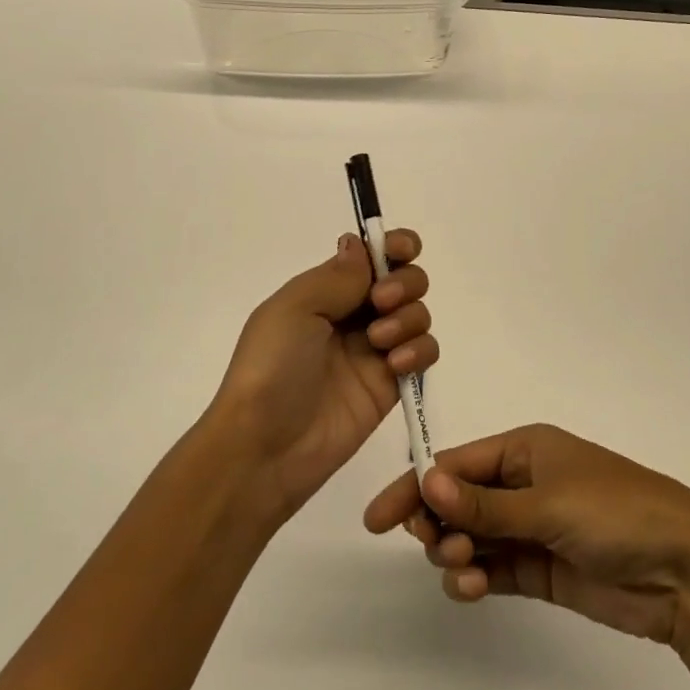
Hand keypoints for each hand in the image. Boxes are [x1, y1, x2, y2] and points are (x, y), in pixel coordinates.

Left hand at [206, 230, 437, 524]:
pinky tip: (395, 365)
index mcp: (324, 291)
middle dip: (404, 282)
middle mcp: (352, 315)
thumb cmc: (271, 367)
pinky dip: (419, 351)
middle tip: (381, 301)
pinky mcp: (390, 385)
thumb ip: (337, 276)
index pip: (370, 256)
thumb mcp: (294, 308)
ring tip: (379, 342)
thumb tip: (361, 244)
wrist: (266, 446)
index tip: (402, 250)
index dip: (393, 245)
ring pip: (417, 314)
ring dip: (408, 317)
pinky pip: (424, 354)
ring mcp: (374, 351)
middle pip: (403, 280)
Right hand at [363, 423, 689, 644]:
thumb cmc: (615, 513)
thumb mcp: (547, 502)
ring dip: (456, 552)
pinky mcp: (542, 569)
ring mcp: (532, 528)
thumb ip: (484, 502)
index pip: (455, 464)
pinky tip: (472, 589)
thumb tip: (425, 482)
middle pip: (458, 500)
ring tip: (464, 569)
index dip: (416, 488)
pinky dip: (476, 578)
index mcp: (525, 450)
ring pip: (472, 537)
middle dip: (438, 523)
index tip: (379, 520)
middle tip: (439, 545)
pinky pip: (494, 569)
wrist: (686, 571)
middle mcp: (523, 484)